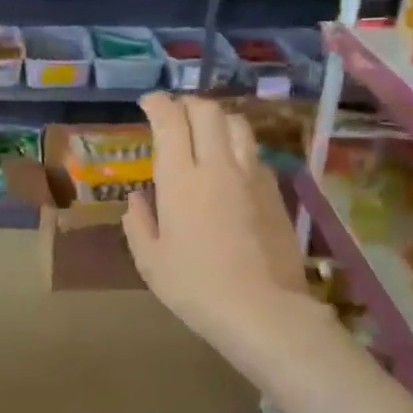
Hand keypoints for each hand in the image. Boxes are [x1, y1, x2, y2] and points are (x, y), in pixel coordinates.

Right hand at [122, 94, 308, 352]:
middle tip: (174, 114)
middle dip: (187, 104)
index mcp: (180, 179)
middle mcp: (217, 165)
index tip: (148, 103)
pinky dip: (237, 146)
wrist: (263, 309)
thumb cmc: (195, 287)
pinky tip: (231, 164)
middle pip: (207, 111)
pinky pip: (254, 153)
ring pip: (237, 124)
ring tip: (205, 130)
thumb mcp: (150, 261)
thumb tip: (138, 199)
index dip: (158, 104)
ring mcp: (251, 176)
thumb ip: (139, 222)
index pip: (171, 120)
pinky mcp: (275, 192)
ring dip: (217, 118)